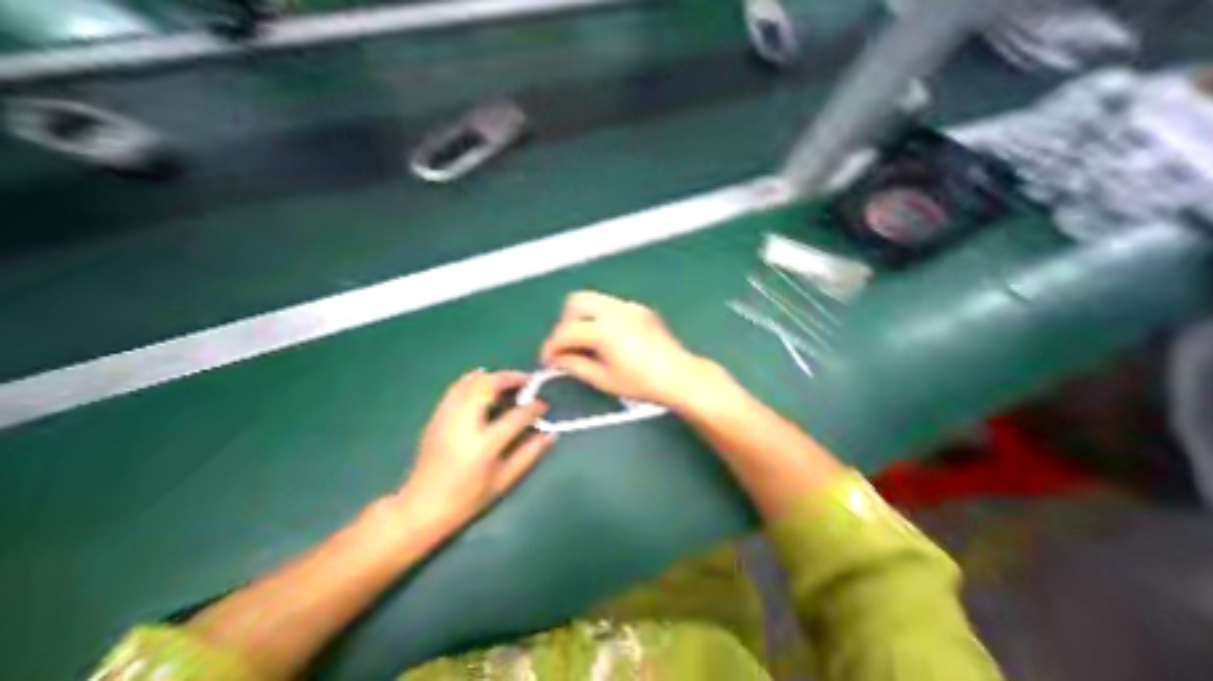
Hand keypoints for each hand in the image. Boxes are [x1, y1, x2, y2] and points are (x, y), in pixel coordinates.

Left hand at [395, 369, 553, 534]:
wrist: (420, 509)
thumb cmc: (466, 499)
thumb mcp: (504, 481)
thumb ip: (529, 454)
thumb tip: (550, 434)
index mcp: (483, 444)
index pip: (516, 416)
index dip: (534, 407)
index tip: (543, 406)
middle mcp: (463, 424)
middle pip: (488, 386)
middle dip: (511, 378)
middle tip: (527, 381)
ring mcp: (447, 417)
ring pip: (470, 382)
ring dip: (493, 377)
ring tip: (508, 382)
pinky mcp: (437, 417)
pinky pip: (456, 388)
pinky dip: (473, 380)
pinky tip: (484, 383)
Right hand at [538, 288, 711, 405]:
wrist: (680, 376)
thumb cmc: (643, 383)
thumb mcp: (604, 380)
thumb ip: (575, 366)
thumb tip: (557, 360)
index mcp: (605, 330)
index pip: (566, 331)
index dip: (552, 346)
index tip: (548, 359)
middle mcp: (615, 311)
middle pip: (575, 301)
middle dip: (565, 322)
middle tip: (566, 345)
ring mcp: (629, 306)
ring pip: (592, 298)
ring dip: (580, 317)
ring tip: (584, 341)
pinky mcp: (638, 308)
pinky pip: (609, 304)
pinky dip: (598, 316)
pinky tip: (604, 337)